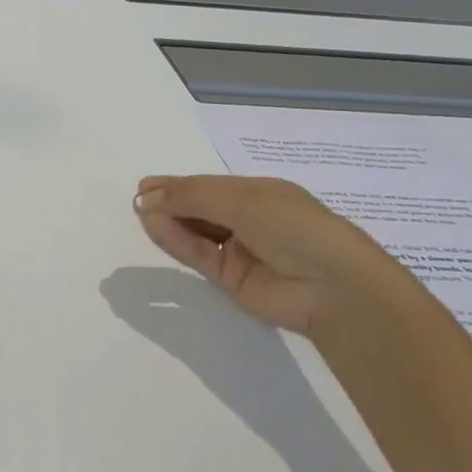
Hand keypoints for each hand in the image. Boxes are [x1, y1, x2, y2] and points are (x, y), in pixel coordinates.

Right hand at [133, 175, 404, 337]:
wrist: (333, 287)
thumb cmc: (294, 226)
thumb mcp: (242, 201)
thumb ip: (191, 197)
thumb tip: (145, 196)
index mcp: (258, 193)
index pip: (208, 186)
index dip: (177, 185)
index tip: (145, 184)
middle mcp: (246, 219)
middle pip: (198, 208)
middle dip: (169, 202)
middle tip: (138, 199)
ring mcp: (237, 250)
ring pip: (194, 232)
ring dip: (168, 221)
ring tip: (141, 211)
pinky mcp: (229, 278)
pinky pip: (197, 255)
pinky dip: (176, 241)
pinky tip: (156, 227)